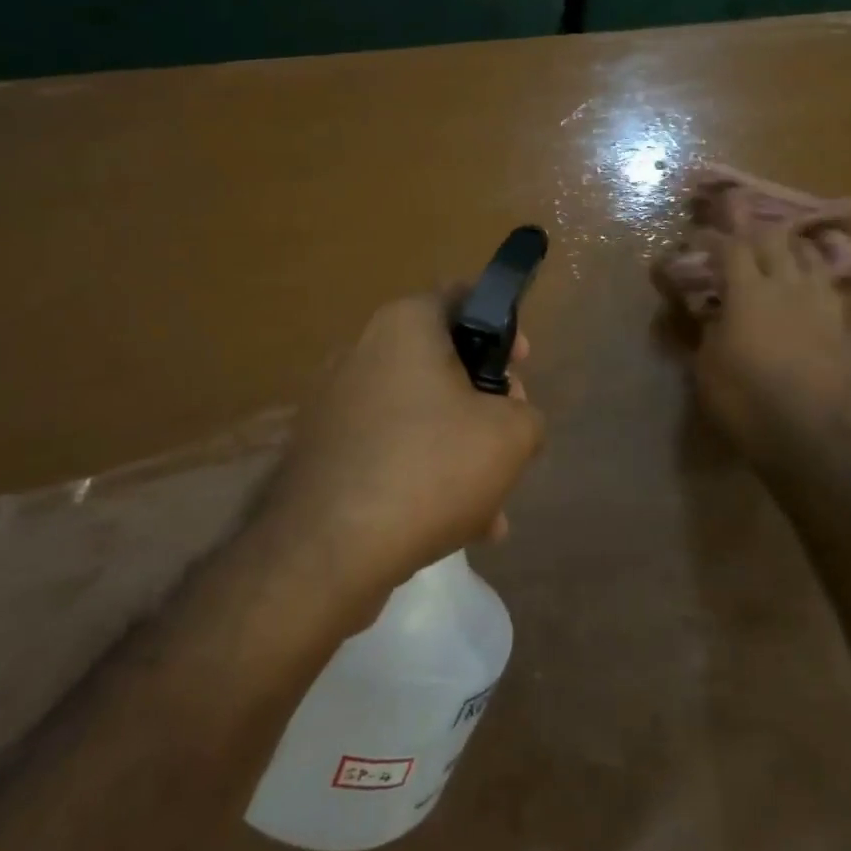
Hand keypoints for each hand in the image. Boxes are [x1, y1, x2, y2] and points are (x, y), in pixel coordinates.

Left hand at [266, 291, 542, 604]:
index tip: (520, 366)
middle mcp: (363, 352)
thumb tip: (512, 419)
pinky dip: (423, 475)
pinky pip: (390, 450)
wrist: (326, 552)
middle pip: (444, 363)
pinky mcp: (323, 452)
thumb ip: (527, 414)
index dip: (503, 327)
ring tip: (490, 505)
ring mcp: (336, 404)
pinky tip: (455, 526)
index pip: (463, 297)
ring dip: (459, 450)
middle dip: (485, 403)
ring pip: (420, 415)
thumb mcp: (511, 436)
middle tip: (509, 439)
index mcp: (405, 326)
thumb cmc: (430, 468)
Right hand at [693, 226, 850, 463]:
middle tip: (739, 237)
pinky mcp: (838, 321)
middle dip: (753, 232)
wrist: (805, 432)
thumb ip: (707, 329)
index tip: (699, 237)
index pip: (731, 248)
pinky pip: (828, 282)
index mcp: (748, 292)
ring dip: (788, 246)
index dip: (714, 238)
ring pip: (807, 254)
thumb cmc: (744, 399)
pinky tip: (807, 279)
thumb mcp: (707, 365)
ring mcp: (817, 301)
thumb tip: (709, 311)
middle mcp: (785, 285)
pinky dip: (814, 271)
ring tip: (778, 249)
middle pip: (773, 239)